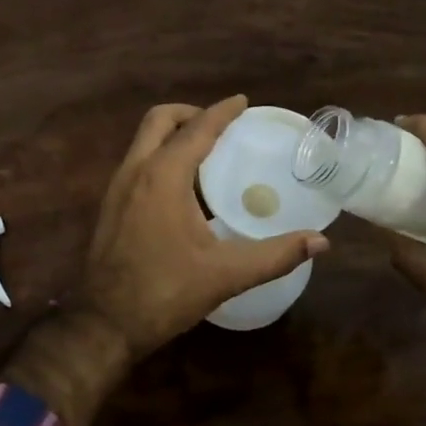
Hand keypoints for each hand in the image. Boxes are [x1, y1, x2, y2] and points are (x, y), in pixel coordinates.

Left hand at [73, 96, 328, 359]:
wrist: (105, 323)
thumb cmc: (165, 292)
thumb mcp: (226, 274)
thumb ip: (275, 255)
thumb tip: (320, 242)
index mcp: (163, 177)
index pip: (196, 129)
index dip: (221, 112)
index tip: (242, 101)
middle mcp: (135, 171)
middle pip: (159, 120)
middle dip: (190, 114)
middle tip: (221, 126)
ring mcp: (116, 188)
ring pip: (143, 141)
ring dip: (172, 135)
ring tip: (206, 152)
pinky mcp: (110, 207)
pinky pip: (137, 163)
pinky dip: (160, 157)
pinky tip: (182, 188)